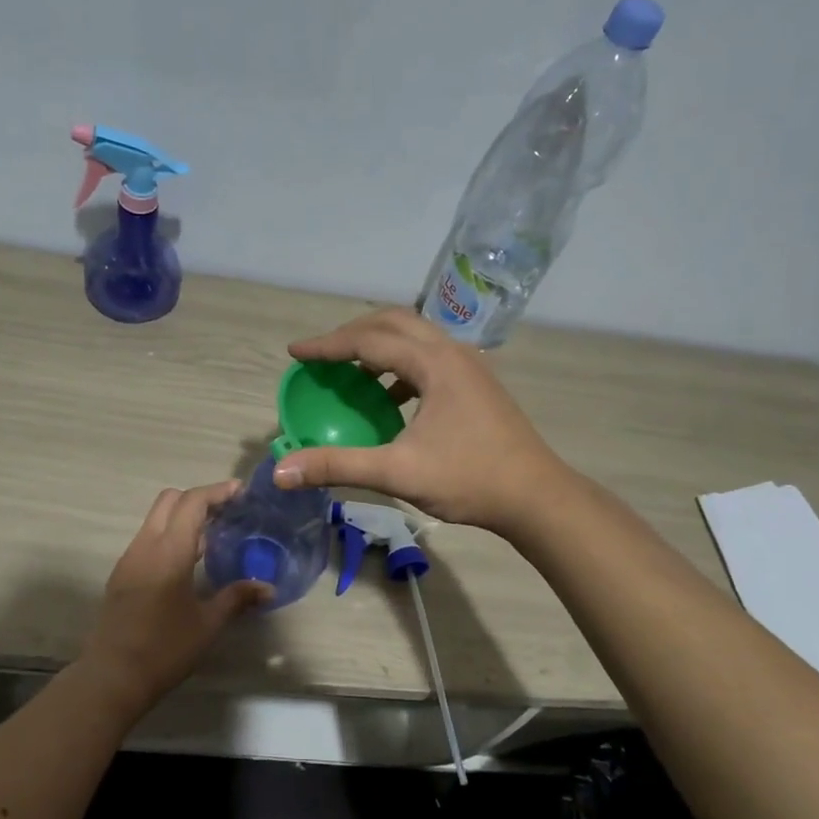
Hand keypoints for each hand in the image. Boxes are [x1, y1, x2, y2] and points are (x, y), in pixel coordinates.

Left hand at [78, 481, 268, 707]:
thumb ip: (237, 598)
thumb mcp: (208, 624)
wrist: (112, 676)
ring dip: (183, 516)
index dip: (217, 491)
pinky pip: (148, 538)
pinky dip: (170, 534)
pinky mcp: (122, 574)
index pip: (192, 502)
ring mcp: (130, 558)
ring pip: (156, 518)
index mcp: (168, 551)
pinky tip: (190, 561)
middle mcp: (145, 545)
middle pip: (170, 500)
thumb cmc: (164, 649)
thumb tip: (267, 587)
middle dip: (199, 498)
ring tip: (214, 536)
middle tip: (228, 512)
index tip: (241, 493)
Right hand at [271, 307, 572, 534]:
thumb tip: (282, 470)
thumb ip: (337, 465)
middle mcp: (452, 352)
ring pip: (415, 337)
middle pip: (393, 322)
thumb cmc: (470, 479)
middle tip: (322, 355)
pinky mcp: (477, 384)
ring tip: (351, 372)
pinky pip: (429, 357)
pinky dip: (400, 366)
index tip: (295, 353)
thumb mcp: (397, 472)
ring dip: (379, 346)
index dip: (327, 346)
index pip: (368, 340)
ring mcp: (470, 366)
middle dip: (352, 333)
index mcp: (434, 363)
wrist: (537, 496)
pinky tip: (391, 399)